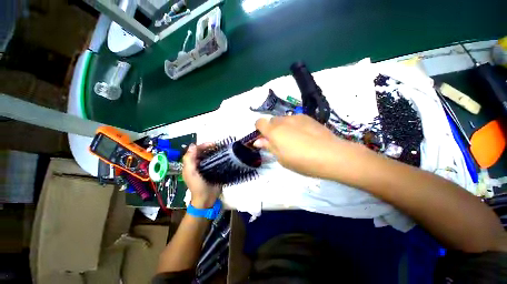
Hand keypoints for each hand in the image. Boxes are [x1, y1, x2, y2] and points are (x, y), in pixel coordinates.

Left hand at [182, 143, 220, 208]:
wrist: (207, 198)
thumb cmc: (198, 186)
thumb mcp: (191, 173)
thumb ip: (189, 160)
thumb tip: (192, 145)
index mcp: (190, 164)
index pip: (195, 150)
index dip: (202, 146)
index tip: (212, 144)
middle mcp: (197, 164)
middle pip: (202, 152)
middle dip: (209, 147)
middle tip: (218, 146)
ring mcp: (205, 167)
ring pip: (208, 155)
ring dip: (214, 151)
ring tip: (221, 149)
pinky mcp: (213, 170)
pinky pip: (214, 160)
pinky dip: (217, 157)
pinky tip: (223, 155)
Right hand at [254, 115, 361, 179]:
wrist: (330, 155)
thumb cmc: (302, 161)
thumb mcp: (281, 158)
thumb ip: (269, 147)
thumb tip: (257, 141)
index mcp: (274, 132)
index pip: (259, 122)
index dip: (260, 129)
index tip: (265, 139)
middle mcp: (283, 121)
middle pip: (272, 121)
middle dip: (272, 129)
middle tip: (281, 142)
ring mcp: (296, 117)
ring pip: (283, 119)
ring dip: (283, 127)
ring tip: (295, 139)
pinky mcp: (307, 117)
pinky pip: (294, 119)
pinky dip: (294, 125)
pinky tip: (305, 135)